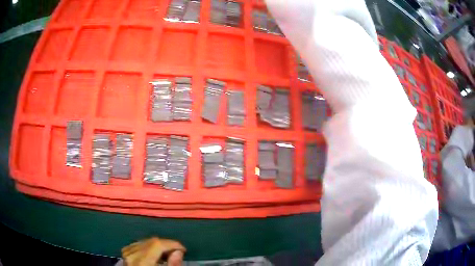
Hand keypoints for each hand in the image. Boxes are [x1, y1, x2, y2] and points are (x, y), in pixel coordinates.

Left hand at [121, 237, 184, 265]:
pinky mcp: (125, 256)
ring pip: (144, 242)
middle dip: (166, 245)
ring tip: (167, 255)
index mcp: (141, 262)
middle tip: (177, 253)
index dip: (172, 244)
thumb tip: (178, 252)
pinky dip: (147, 248)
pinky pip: (137, 246)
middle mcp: (131, 256)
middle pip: (150, 242)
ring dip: (157, 246)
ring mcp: (126, 255)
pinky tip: (153, 255)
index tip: (183, 250)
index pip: (157, 244)